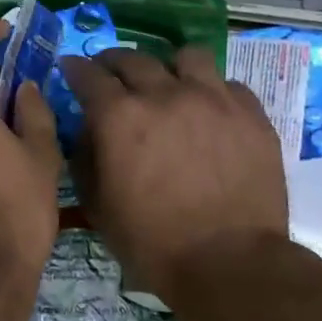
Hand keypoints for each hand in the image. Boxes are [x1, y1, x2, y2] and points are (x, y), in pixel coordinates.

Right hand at [60, 47, 288, 299]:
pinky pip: (228, 85)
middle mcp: (163, 94)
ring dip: (169, 67)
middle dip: (113, 63)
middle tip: (111, 75)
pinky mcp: (251, 115)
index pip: (87, 74)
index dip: (74, 69)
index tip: (70, 69)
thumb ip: (84, 158)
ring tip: (169, 84)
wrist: (228, 263)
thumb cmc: (151, 241)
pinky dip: (212, 92)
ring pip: (187, 56)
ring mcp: (213, 100)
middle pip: (132, 58)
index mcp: (118, 116)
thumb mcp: (96, 204)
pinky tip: (209, 112)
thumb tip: (87, 131)